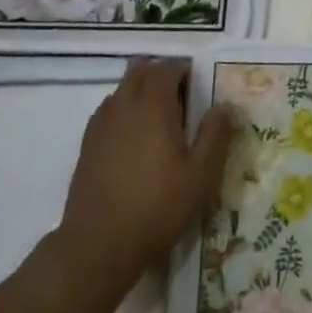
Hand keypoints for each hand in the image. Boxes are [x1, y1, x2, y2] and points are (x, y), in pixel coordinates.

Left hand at [57, 58, 239, 291]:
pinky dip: (124, 110)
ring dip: (140, 90)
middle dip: (160, 73)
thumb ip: (215, 134)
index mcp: (153, 105)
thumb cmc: (158, 206)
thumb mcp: (201, 174)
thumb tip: (224, 105)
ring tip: (160, 117)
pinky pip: (108, 111)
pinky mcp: (87, 145)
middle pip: (139, 70)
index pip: (167, 68)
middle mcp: (123, 106)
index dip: (184, 69)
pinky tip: (135, 138)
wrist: (99, 244)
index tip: (199, 84)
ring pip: (121, 89)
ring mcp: (100, 125)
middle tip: (182, 96)